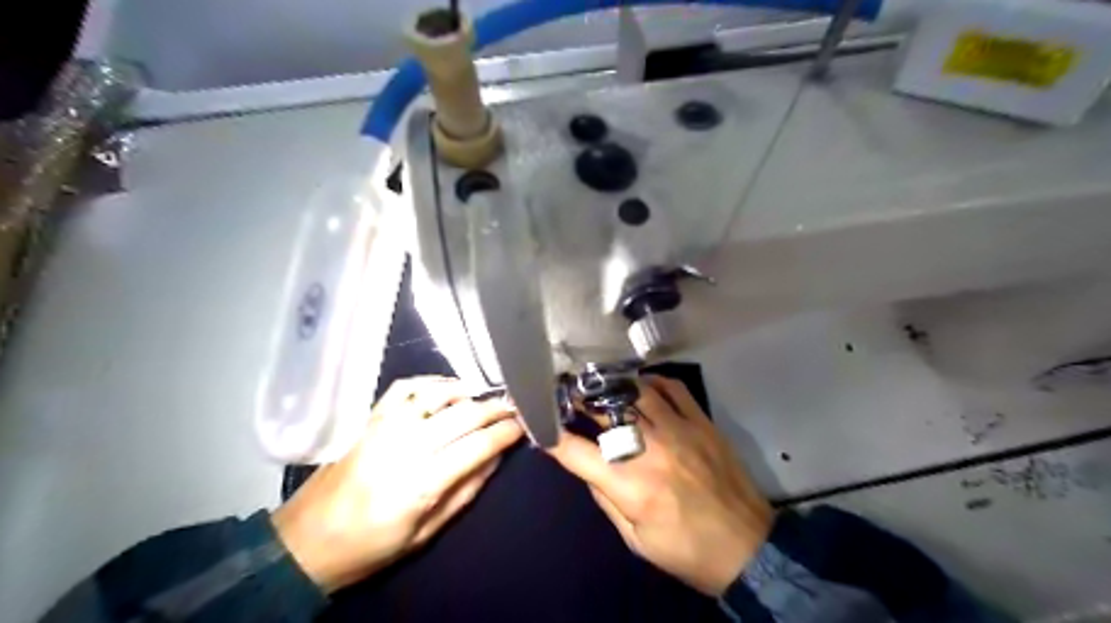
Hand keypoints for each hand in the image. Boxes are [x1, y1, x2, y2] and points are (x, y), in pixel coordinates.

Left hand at [274, 376, 526, 591]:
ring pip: (437, 393)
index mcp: (421, 482)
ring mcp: (385, 426)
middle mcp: (405, 445)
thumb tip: (496, 458)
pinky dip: (431, 381)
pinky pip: (405, 386)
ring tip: (485, 396)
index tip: (523, 425)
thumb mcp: (425, 534)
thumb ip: (465, 492)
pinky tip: (447, 388)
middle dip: (495, 409)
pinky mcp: (369, 418)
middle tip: (514, 407)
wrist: (305, 541)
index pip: (477, 445)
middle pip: (463, 415)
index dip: (506, 432)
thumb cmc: (370, 546)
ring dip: (468, 390)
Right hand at [548, 376, 773, 595]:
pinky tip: (641, 385)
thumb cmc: (686, 551)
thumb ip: (606, 499)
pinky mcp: (702, 423)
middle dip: (578, 399)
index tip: (540, 424)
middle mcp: (651, 450)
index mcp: (630, 485)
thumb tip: (587, 466)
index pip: (577, 452)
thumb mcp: (635, 540)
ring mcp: (680, 430)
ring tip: (598, 384)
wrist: (748, 548)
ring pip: (637, 392)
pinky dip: (653, 382)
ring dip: (612, 386)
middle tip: (567, 392)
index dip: (552, 437)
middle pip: (605, 411)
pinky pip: (674, 388)